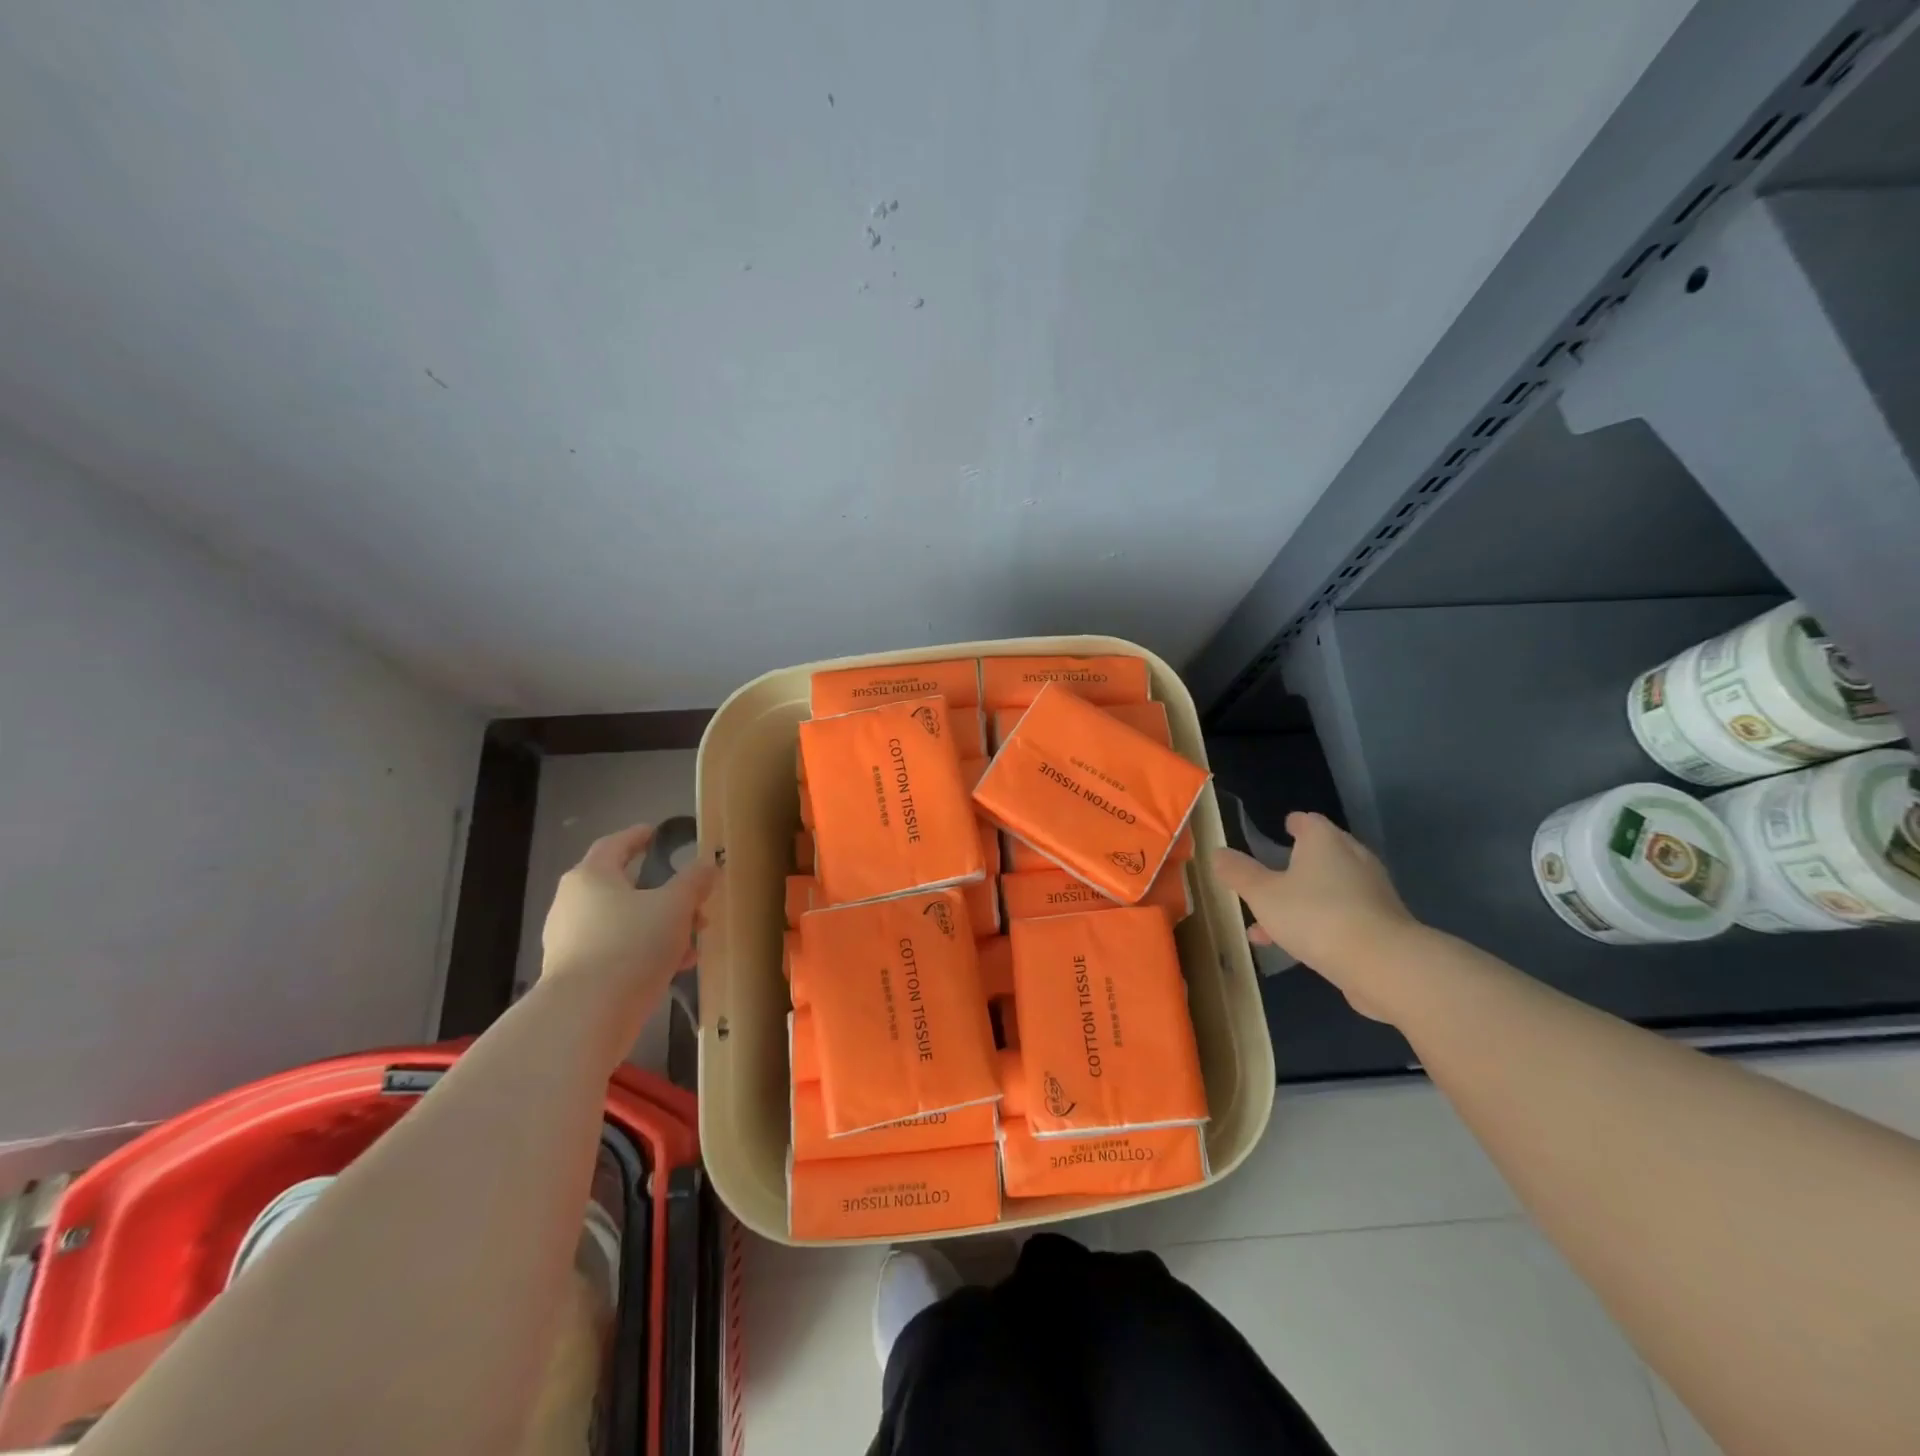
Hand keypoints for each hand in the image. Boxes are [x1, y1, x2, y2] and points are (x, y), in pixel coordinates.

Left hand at [542, 824, 719, 1000]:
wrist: (585, 1017)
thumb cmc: (630, 945)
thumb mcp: (674, 906)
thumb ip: (693, 881)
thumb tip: (707, 863)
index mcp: (591, 876)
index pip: (615, 844)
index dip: (638, 836)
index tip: (657, 833)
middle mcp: (573, 903)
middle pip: (623, 886)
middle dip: (663, 892)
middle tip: (694, 898)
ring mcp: (570, 941)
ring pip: (624, 922)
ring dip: (659, 925)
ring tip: (694, 940)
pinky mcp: (576, 975)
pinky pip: (617, 951)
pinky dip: (645, 951)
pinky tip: (676, 966)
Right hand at [1211, 812, 1417, 1019]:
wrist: (1384, 964)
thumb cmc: (1316, 916)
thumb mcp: (1262, 894)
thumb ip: (1239, 873)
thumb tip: (1218, 853)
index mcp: (1324, 842)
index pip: (1309, 821)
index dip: (1293, 824)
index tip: (1282, 828)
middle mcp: (1353, 858)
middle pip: (1322, 854)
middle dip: (1295, 866)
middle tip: (1270, 877)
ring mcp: (1372, 892)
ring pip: (1330, 890)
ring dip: (1302, 902)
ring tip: (1268, 926)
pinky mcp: (1383, 925)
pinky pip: (1343, 916)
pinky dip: (1321, 923)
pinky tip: (1298, 948)